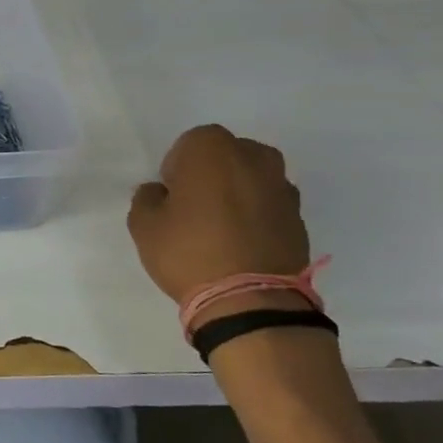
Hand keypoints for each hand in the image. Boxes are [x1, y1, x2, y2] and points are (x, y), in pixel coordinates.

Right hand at [127, 124, 309, 316]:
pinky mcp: (299, 218)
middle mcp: (255, 159)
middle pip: (227, 155)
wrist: (251, 300)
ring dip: (237, 193)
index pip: (190, 143)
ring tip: (219, 227)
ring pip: (252, 179)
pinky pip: (269, 205)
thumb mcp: (143, 224)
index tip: (171, 194)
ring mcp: (283, 188)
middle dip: (211, 173)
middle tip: (194, 206)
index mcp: (213, 150)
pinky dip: (256, 216)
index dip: (176, 167)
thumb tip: (161, 193)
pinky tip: (240, 243)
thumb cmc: (188, 251)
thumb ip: (147, 198)